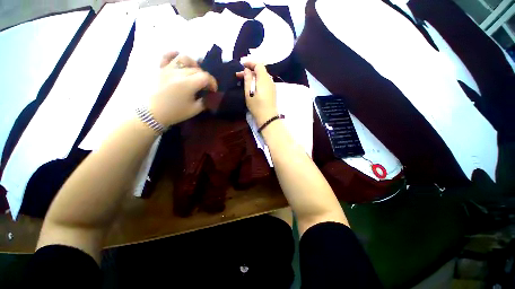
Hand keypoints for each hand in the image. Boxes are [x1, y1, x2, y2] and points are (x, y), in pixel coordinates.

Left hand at [149, 51, 216, 126]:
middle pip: (197, 69)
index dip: (213, 83)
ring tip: (195, 71)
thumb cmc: (175, 113)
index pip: (205, 77)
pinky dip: (174, 55)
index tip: (213, 90)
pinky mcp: (160, 69)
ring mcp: (168, 69)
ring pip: (184, 58)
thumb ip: (205, 101)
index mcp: (188, 84)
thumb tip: (209, 96)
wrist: (152, 113)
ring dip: (193, 64)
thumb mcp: (194, 110)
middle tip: (205, 86)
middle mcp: (179, 73)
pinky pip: (167, 56)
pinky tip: (179, 59)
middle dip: (205, 77)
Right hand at [236, 62, 277, 126]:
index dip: (250, 63)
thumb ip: (248, 79)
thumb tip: (247, 70)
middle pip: (260, 70)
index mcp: (264, 78)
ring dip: (254, 76)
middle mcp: (270, 80)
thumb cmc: (257, 106)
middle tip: (239, 75)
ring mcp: (272, 86)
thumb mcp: (249, 93)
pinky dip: (258, 81)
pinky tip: (253, 86)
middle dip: (250, 70)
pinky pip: (265, 82)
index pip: (258, 65)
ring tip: (245, 80)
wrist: (268, 118)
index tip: (241, 64)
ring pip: (263, 76)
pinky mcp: (272, 92)